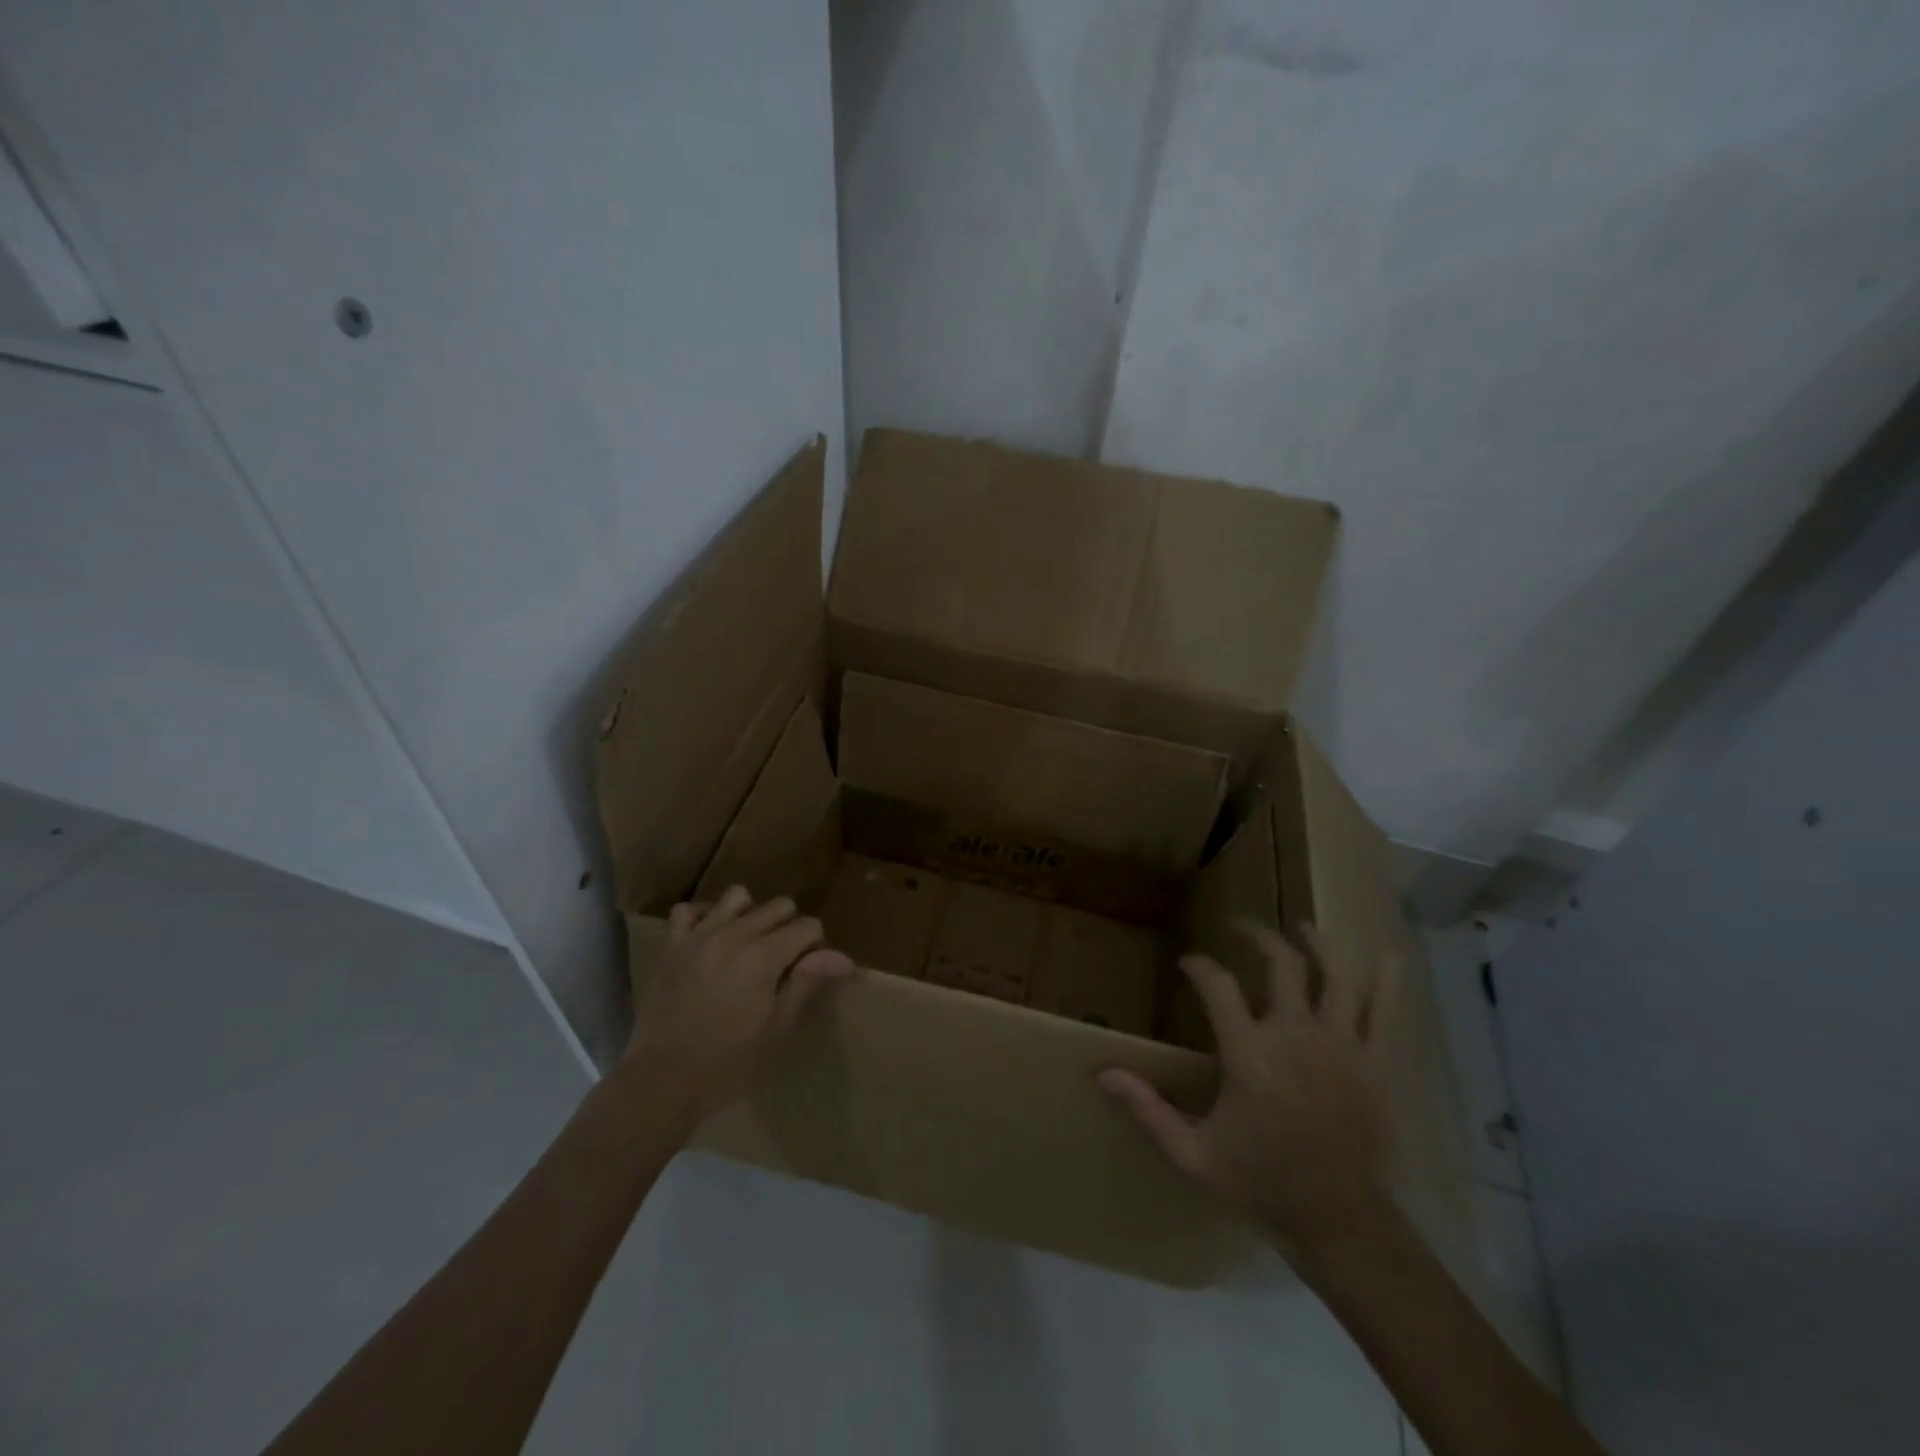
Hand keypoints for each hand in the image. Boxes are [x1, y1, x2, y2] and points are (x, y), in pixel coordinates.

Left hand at [624, 885, 853, 1125]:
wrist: (661, 1081)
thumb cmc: (728, 1063)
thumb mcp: (777, 1029)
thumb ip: (807, 983)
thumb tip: (844, 957)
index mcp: (763, 956)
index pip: (807, 926)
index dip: (815, 946)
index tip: (806, 971)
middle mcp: (733, 935)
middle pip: (778, 906)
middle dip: (789, 927)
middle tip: (781, 963)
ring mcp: (698, 936)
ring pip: (737, 897)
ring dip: (750, 914)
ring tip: (747, 944)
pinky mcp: (671, 946)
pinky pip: (688, 910)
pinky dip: (704, 917)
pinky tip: (710, 939)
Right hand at [1100, 923, 1394, 1256]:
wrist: (1339, 1223)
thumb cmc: (1259, 1183)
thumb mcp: (1191, 1153)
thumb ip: (1147, 1108)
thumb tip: (1102, 1073)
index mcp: (1249, 1054)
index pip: (1217, 985)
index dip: (1200, 966)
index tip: (1189, 963)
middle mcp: (1296, 1036)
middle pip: (1281, 963)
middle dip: (1258, 936)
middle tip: (1240, 927)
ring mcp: (1342, 1047)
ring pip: (1336, 975)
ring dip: (1319, 944)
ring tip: (1303, 928)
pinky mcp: (1376, 1064)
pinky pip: (1387, 1013)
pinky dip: (1391, 982)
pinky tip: (1391, 956)